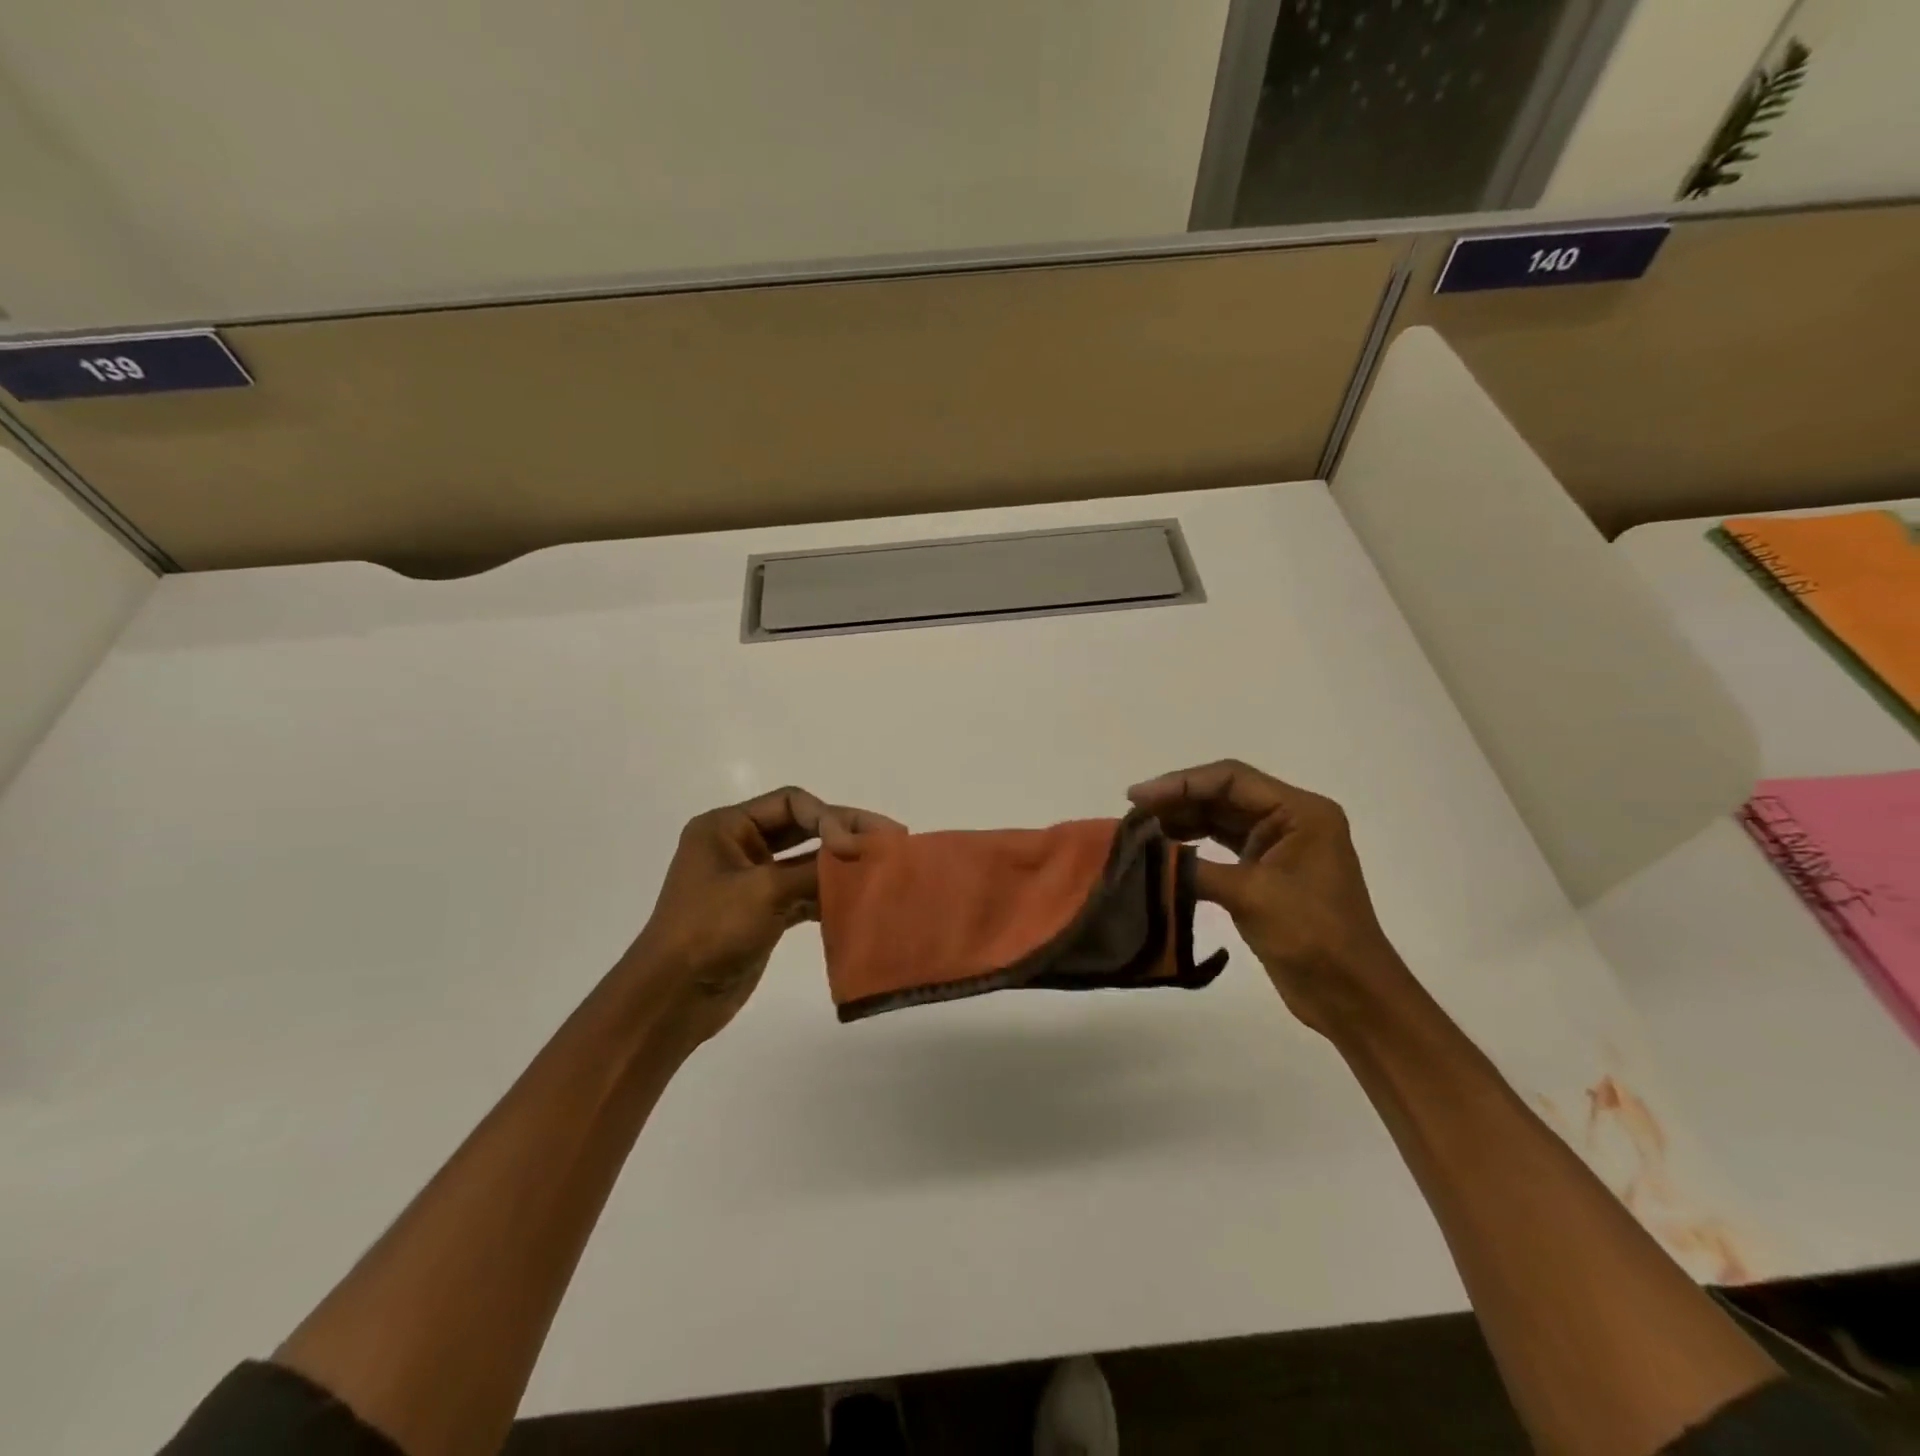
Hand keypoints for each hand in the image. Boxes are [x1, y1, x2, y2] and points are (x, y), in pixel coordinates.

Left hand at [627, 787, 901, 1044]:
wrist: (672, 998)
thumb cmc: (710, 930)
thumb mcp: (764, 891)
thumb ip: (816, 869)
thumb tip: (864, 854)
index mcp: (727, 827)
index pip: (791, 802)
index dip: (828, 818)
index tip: (856, 846)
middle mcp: (739, 846)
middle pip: (803, 827)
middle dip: (844, 833)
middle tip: (892, 838)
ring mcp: (751, 881)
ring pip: (806, 862)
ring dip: (841, 866)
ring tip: (882, 870)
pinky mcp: (763, 913)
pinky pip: (804, 893)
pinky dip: (830, 896)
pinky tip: (859, 901)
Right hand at [1128, 760, 1411, 1035]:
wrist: (1352, 996)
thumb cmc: (1313, 936)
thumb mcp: (1251, 895)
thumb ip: (1194, 868)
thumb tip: (1142, 854)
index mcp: (1300, 812)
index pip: (1231, 780)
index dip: (1180, 783)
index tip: (1137, 797)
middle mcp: (1291, 820)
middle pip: (1224, 795)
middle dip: (1178, 801)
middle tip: (1132, 815)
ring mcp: (1279, 847)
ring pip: (1221, 820)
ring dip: (1182, 822)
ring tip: (1141, 832)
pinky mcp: (1267, 874)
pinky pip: (1223, 846)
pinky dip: (1193, 846)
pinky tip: (1164, 852)